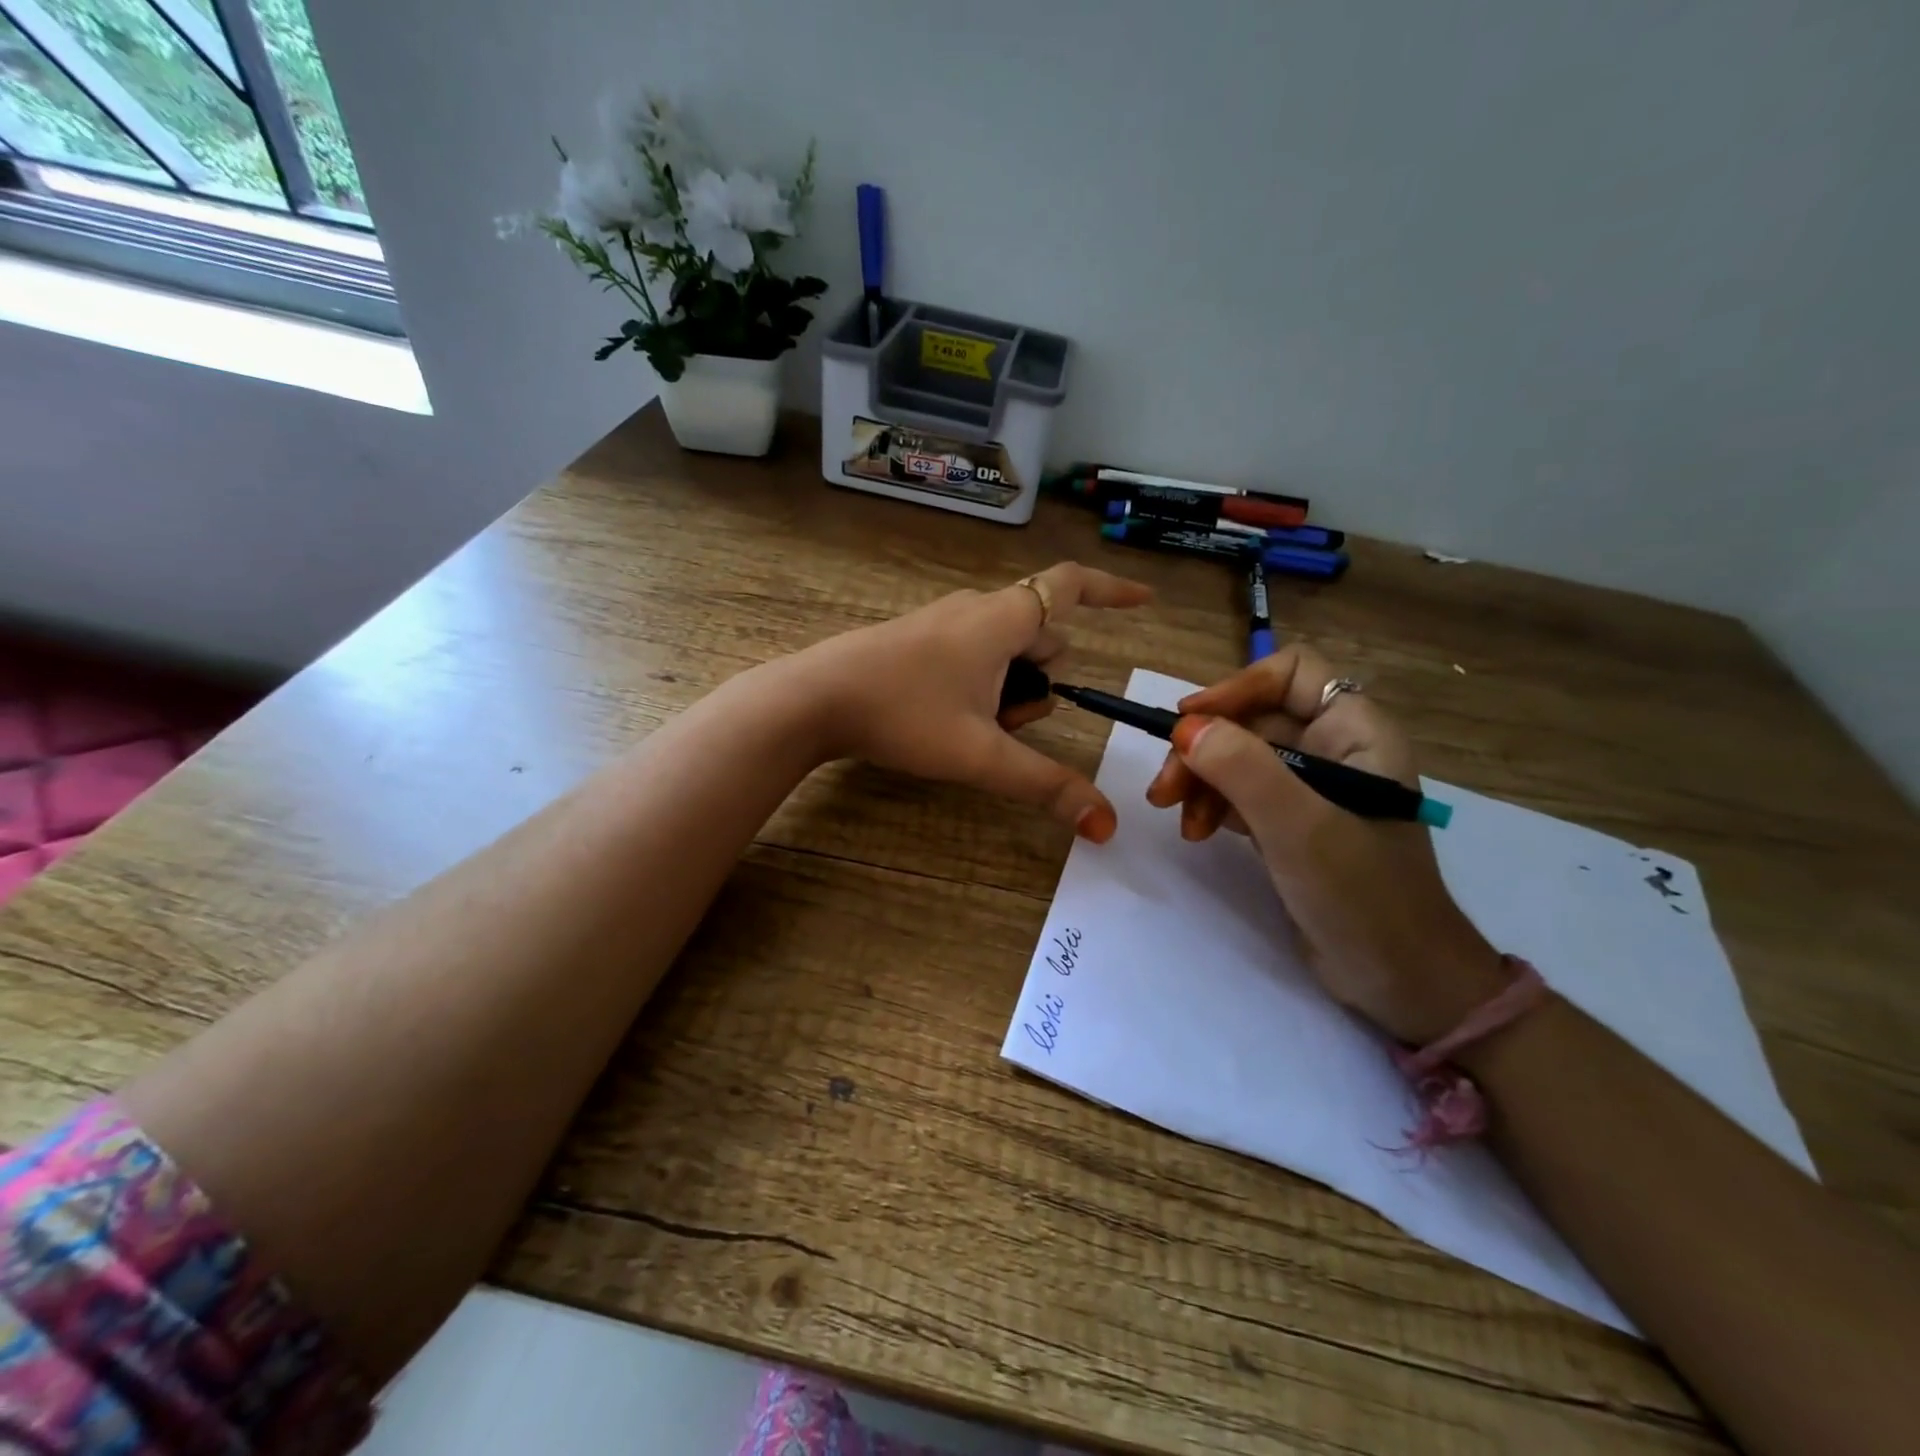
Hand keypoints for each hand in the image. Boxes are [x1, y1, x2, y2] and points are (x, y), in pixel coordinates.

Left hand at [791, 562, 1151, 840]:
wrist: (815, 698)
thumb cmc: (903, 715)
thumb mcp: (980, 755)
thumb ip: (1045, 786)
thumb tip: (1106, 825)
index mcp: (1002, 619)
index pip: (1071, 586)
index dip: (1112, 591)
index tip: (1145, 600)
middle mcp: (977, 609)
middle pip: (1041, 635)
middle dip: (1042, 682)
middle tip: (1007, 726)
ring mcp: (944, 620)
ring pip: (1006, 647)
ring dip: (1010, 688)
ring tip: (974, 728)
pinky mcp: (919, 637)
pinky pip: (974, 651)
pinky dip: (982, 682)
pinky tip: (949, 717)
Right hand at [1144, 645, 1506, 1042]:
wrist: (1402, 984)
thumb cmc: (1363, 897)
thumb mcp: (1300, 828)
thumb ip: (1245, 770)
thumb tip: (1185, 727)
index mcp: (1356, 733)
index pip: (1292, 674)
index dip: (1238, 687)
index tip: (1189, 722)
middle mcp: (1335, 751)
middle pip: (1253, 718)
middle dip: (1204, 747)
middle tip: (1164, 789)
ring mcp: (1313, 790)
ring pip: (1240, 757)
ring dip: (1200, 780)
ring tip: (1178, 818)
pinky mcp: (1292, 825)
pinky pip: (1241, 793)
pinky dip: (1212, 805)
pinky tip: (1198, 832)